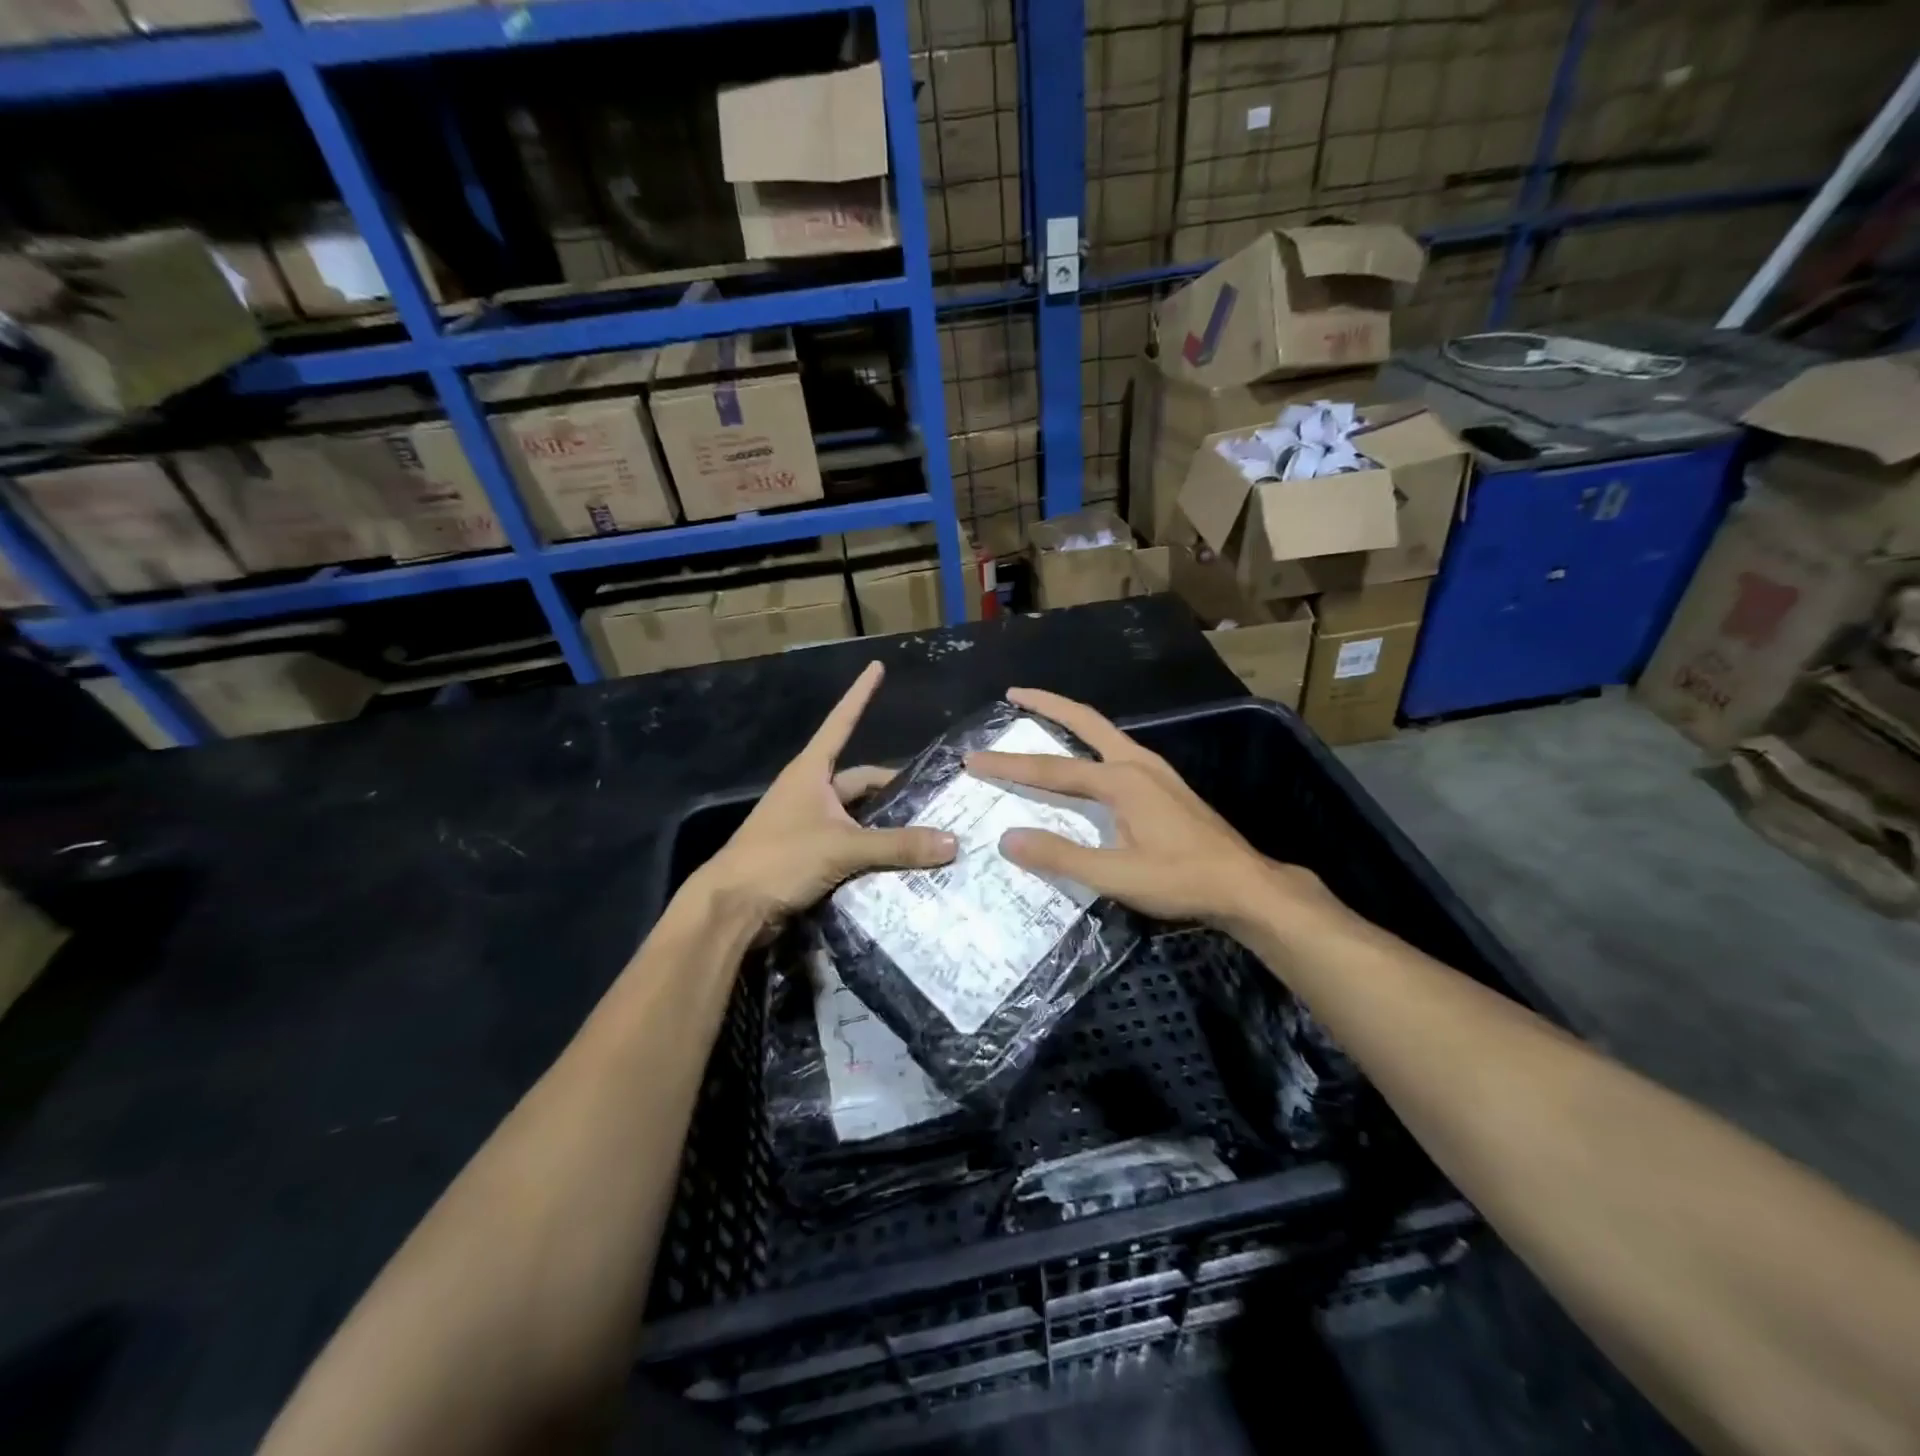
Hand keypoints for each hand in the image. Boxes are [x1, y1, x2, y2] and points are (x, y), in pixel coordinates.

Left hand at [692, 661, 956, 929]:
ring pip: (857, 815)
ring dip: (885, 823)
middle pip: (860, 780)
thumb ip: (898, 845)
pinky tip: (899, 861)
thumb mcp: (843, 848)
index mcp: (811, 772)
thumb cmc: (780, 858)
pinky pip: (849, 843)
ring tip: (927, 831)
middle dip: (893, 787)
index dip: (861, 695)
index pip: (842, 722)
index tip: (877, 667)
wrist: (732, 907)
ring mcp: (807, 823)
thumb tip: (953, 842)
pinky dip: (872, 849)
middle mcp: (809, 791)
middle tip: (934, 799)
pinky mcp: (807, 853)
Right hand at [965, 687, 1330, 930]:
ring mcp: (1156, 771)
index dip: (1009, 766)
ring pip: (1104, 732)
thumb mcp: (1116, 876)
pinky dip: (1091, 741)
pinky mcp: (1166, 784)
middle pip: (1085, 721)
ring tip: (1042, 716)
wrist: (1246, 886)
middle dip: (1047, 704)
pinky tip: (1087, 759)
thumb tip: (1007, 838)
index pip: (1052, 770)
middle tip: (1014, 693)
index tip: (973, 758)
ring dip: (1071, 720)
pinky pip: (1118, 748)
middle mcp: (1137, 763)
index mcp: (1122, 781)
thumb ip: (1061, 856)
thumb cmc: (1181, 881)